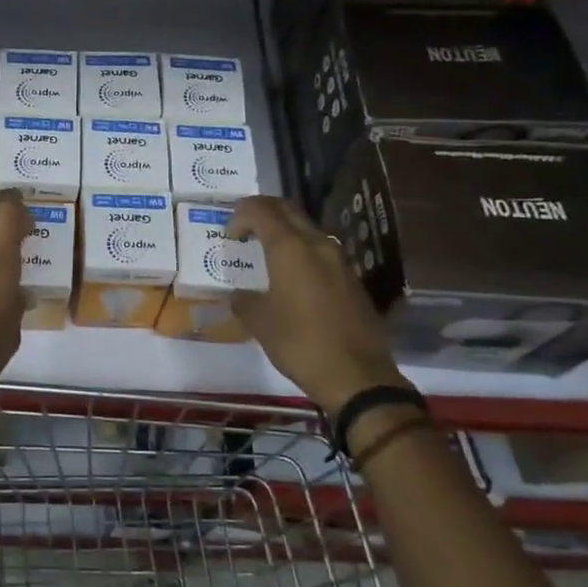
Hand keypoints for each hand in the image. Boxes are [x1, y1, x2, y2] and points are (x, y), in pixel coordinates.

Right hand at [228, 196, 407, 416]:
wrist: (357, 376)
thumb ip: (244, 301)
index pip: (261, 210)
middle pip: (287, 210)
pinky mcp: (351, 279)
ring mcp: (339, 260)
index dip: (240, 215)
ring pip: (307, 229)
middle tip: (244, 230)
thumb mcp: (259, 323)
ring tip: (266, 254)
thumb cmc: (300, 343)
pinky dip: (301, 251)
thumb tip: (240, 295)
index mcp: (290, 248)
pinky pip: (320, 251)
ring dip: (284, 231)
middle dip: (263, 212)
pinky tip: (291, 278)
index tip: (230, 235)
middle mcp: (317, 244)